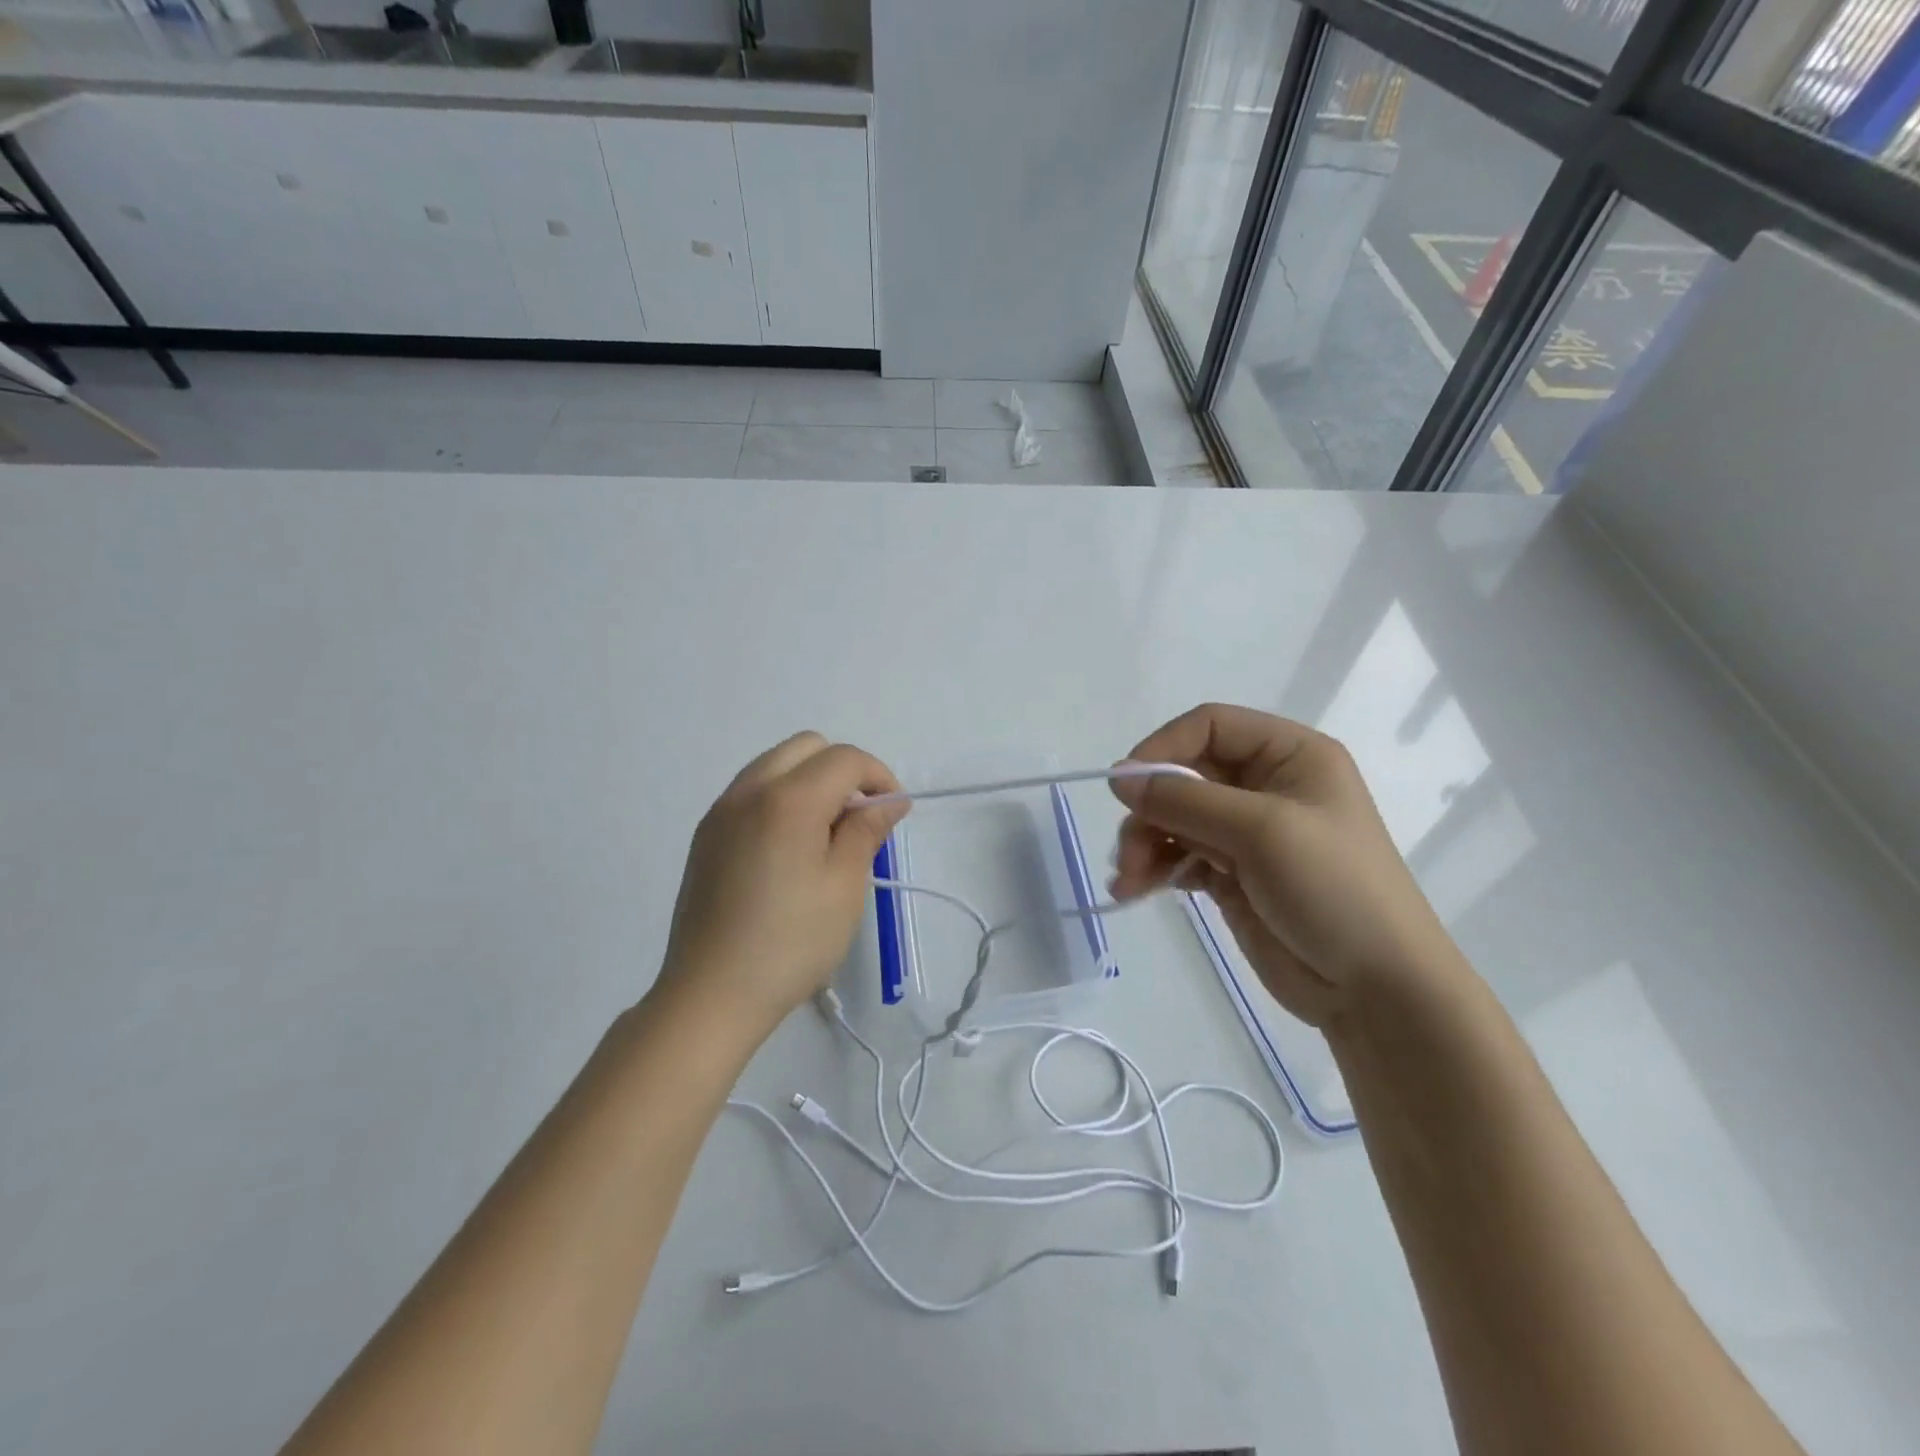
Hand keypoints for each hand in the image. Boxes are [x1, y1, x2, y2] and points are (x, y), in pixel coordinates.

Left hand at [655, 732, 908, 1037]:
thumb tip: (889, 800)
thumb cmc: (790, 943)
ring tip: (825, 835)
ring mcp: (721, 811)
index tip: (892, 813)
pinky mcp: (706, 834)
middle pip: (807, 747)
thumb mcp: (844, 887)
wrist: (710, 995)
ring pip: (776, 764)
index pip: (845, 759)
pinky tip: (789, 849)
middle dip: (843, 771)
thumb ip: (867, 831)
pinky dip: (781, 798)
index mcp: (787, 800)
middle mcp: (749, 791)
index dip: (879, 776)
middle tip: (858, 820)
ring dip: (810, 781)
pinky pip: (752, 791)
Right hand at [1110, 703, 1468, 1027]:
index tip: (1126, 785)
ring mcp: (1247, 833)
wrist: (1378, 990)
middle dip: (1150, 810)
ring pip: (1175, 818)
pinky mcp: (1232, 875)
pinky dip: (1154, 869)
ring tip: (1128, 881)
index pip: (1211, 726)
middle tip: (1127, 850)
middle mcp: (1266, 786)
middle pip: (1185, 776)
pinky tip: (1134, 892)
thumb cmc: (1333, 889)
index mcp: (1290, 756)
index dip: (1164, 747)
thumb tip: (1119, 777)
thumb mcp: (1261, 831)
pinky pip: (1179, 856)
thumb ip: (1185, 800)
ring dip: (1145, 844)